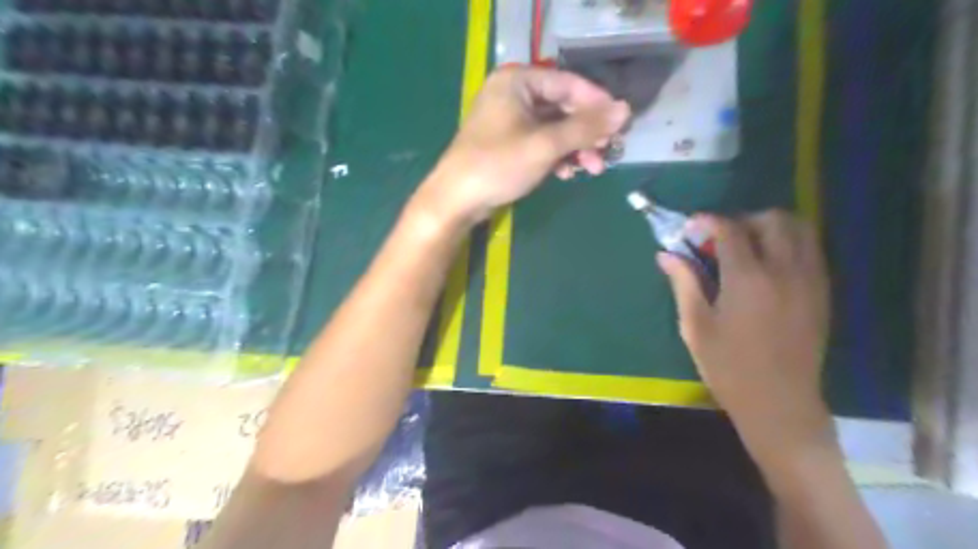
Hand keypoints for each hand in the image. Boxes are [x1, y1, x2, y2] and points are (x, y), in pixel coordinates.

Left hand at [415, 66, 629, 227]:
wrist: (456, 200)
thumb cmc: (498, 165)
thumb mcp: (545, 145)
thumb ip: (585, 128)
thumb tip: (625, 110)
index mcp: (517, 81)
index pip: (568, 83)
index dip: (597, 103)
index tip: (621, 124)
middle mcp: (512, 94)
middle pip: (562, 107)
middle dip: (586, 133)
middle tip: (608, 151)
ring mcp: (508, 120)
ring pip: (553, 128)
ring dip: (575, 148)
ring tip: (592, 169)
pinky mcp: (507, 144)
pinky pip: (540, 143)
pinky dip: (556, 156)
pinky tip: (567, 173)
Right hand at [656, 213, 832, 461]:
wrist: (780, 403)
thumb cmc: (728, 367)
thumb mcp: (696, 326)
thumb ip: (684, 283)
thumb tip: (666, 254)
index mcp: (747, 279)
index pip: (730, 230)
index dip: (708, 221)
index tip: (692, 226)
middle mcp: (784, 270)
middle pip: (772, 220)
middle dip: (743, 219)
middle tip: (721, 239)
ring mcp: (809, 280)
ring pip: (800, 229)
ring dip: (770, 227)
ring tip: (748, 247)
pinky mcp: (822, 292)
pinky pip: (811, 250)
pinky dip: (789, 244)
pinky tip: (768, 266)